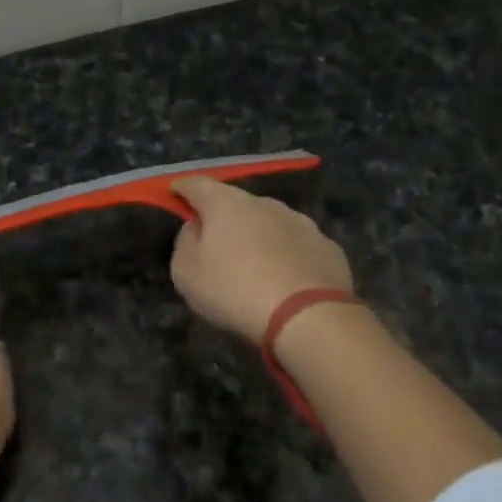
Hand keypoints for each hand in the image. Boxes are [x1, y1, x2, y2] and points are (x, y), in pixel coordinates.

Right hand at [169, 176, 354, 341]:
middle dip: (224, 217)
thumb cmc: (234, 290)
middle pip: (237, 203)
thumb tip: (197, 227)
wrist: (306, 315)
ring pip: (271, 222)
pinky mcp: (327, 246)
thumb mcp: (187, 272)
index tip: (175, 193)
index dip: (183, 189)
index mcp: (226, 204)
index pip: (197, 185)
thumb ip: (186, 242)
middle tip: (216, 242)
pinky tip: (286, 280)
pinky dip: (287, 256)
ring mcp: (300, 222)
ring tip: (254, 265)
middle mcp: (265, 203)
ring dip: (259, 236)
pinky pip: (297, 246)